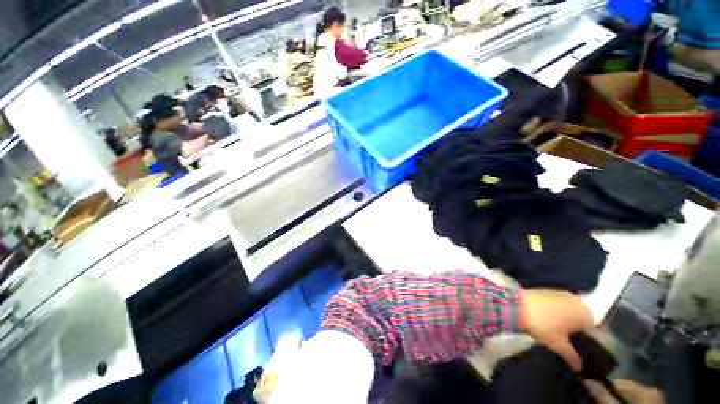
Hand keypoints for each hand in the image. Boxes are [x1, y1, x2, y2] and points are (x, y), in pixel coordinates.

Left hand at [518, 289, 593, 371]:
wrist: (517, 305)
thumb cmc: (543, 326)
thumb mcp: (559, 345)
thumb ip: (573, 357)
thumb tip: (580, 368)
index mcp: (586, 314)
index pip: (599, 328)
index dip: (598, 339)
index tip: (593, 347)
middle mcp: (579, 301)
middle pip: (588, 317)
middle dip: (585, 329)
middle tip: (579, 341)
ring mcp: (564, 294)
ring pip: (575, 309)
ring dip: (574, 319)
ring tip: (567, 332)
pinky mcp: (551, 290)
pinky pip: (564, 303)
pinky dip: (564, 311)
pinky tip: (556, 319)